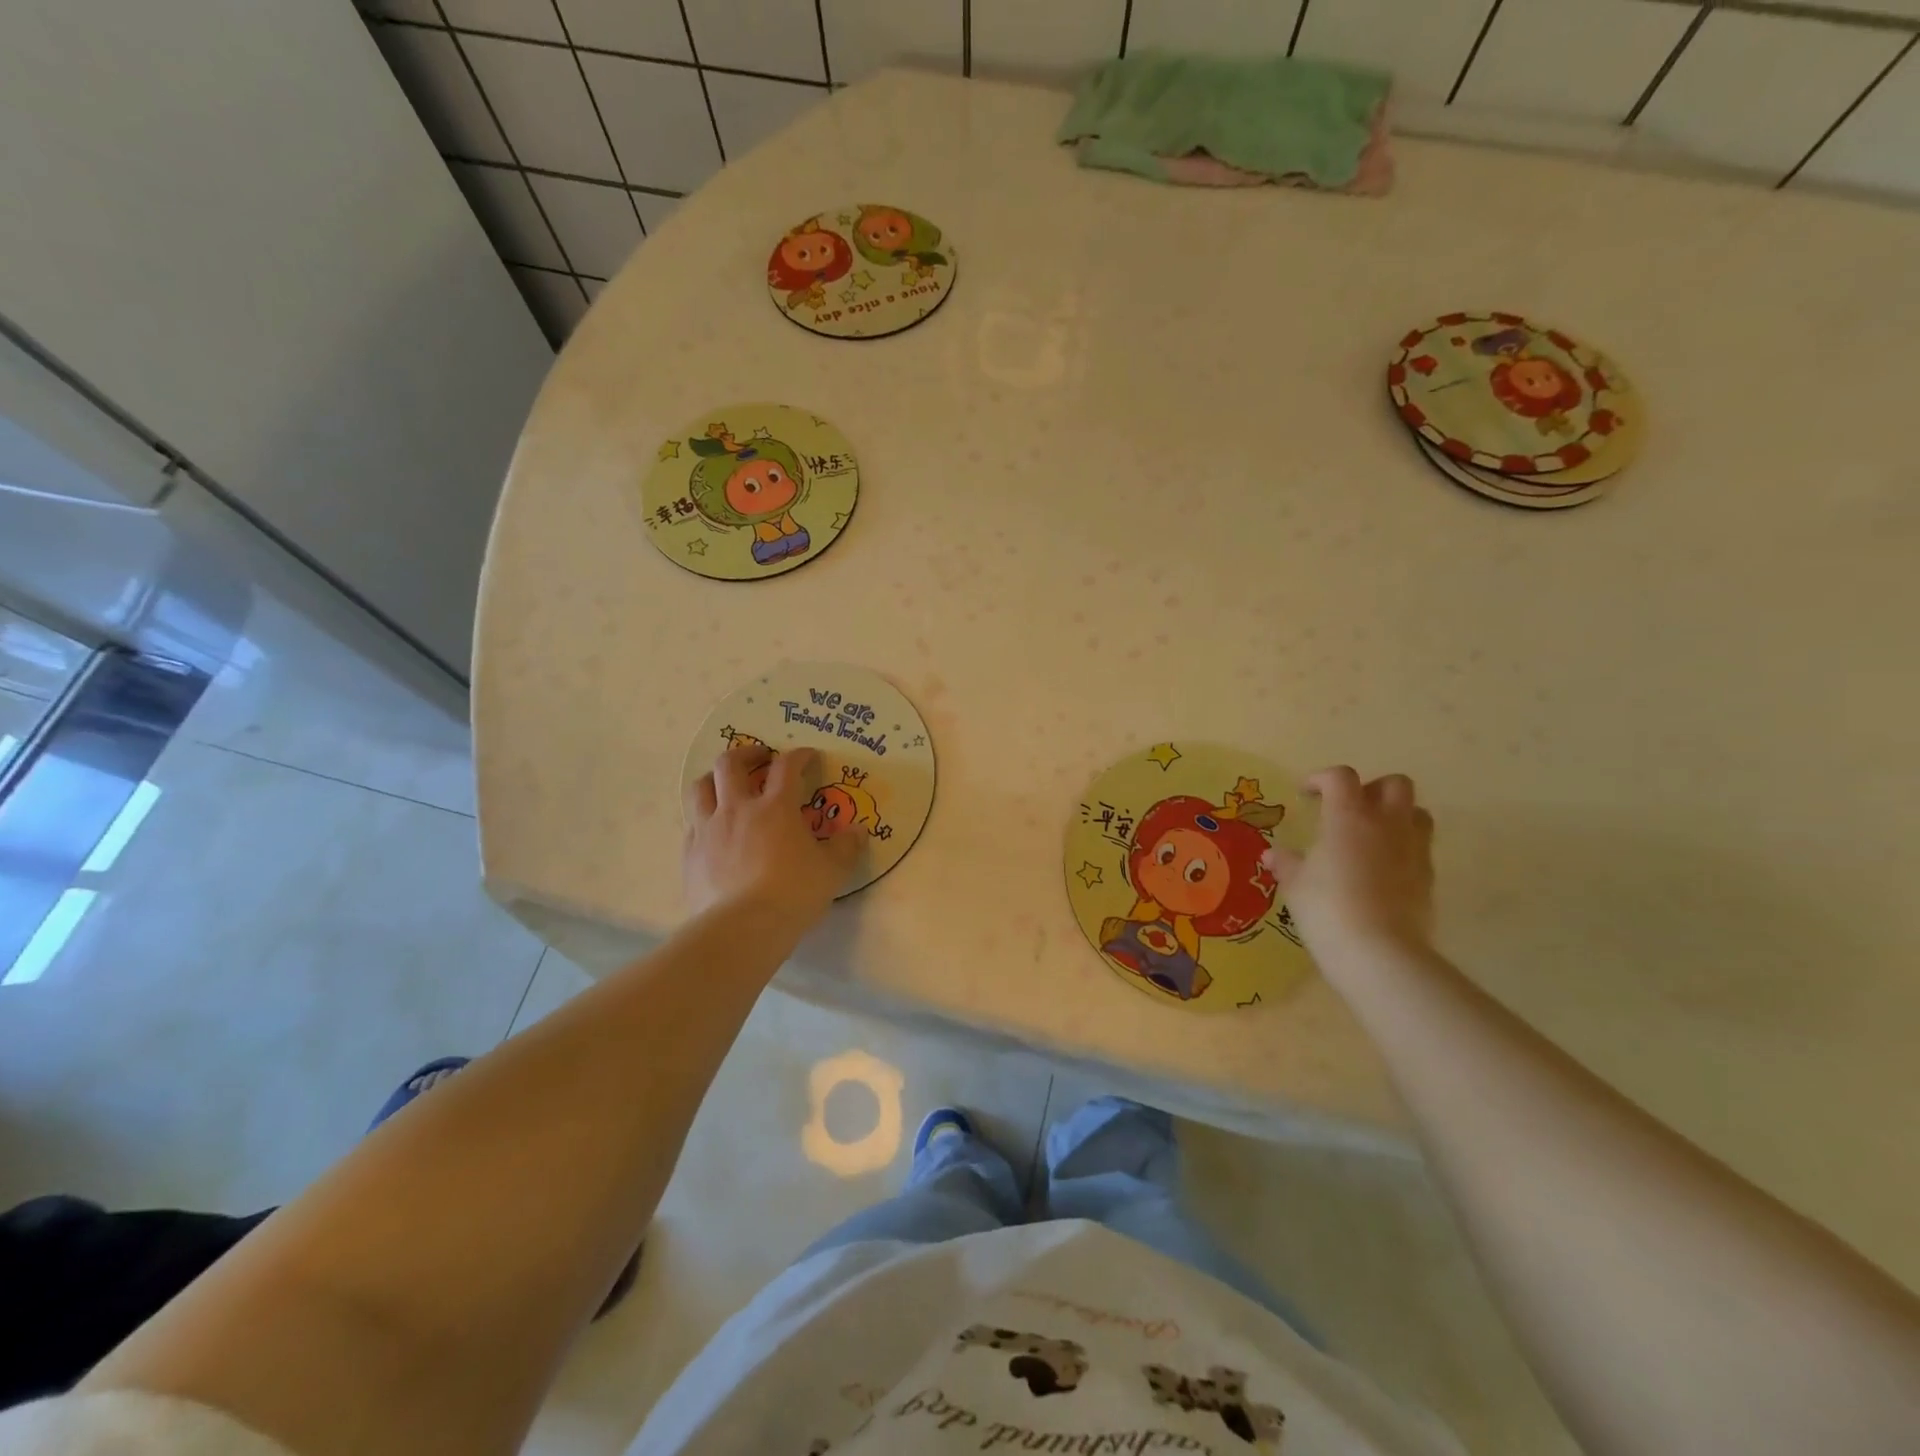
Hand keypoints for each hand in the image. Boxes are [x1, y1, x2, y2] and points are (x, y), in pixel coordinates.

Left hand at [683, 744, 861, 925]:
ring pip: (700, 787)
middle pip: (730, 763)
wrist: (742, 928)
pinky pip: (691, 823)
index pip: (787, 767)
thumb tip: (858, 830)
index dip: (798, 755)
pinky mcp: (690, 854)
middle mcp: (738, 809)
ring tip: (725, 785)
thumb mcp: (831, 872)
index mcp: (776, 808)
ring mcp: (708, 829)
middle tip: (760, 758)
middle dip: (746, 753)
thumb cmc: (793, 894)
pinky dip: (703, 817)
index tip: (807, 756)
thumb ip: (846, 847)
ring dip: (713, 779)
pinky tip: (713, 830)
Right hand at [1262, 767, 1435, 958]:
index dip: (1321, 779)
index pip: (1341, 777)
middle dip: (1371, 789)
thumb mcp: (1295, 885)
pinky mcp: (1429, 877)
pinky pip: (1420, 847)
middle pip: (1394, 784)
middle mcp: (1386, 824)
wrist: (1379, 953)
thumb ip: (1286, 864)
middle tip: (1348, 809)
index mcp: (1348, 817)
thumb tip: (1273, 855)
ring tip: (1371, 836)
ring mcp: (1413, 849)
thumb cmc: (1327, 909)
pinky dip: (1402, 848)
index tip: (1306, 794)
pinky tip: (1381, 870)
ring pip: (1416, 812)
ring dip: (1395, 815)